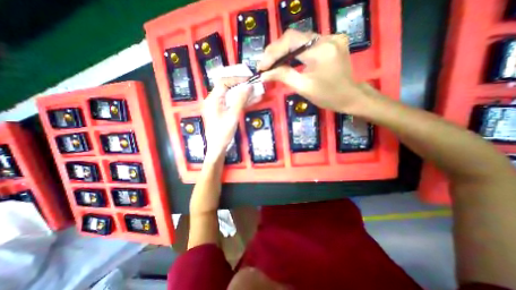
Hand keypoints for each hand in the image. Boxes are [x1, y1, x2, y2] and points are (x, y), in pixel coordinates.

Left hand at [202, 77, 249, 162]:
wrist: (217, 147)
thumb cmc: (223, 133)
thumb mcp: (233, 116)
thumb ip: (240, 100)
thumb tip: (248, 86)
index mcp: (213, 99)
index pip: (223, 82)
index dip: (236, 79)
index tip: (248, 80)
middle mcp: (213, 100)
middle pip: (227, 87)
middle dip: (241, 85)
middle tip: (253, 85)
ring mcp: (218, 106)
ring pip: (231, 95)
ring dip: (243, 93)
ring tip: (255, 92)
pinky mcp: (222, 111)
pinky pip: (232, 102)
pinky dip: (241, 101)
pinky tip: (251, 100)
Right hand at [258, 29, 375, 114]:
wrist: (350, 97)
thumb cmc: (328, 96)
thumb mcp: (304, 88)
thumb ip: (284, 76)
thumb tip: (264, 74)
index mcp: (321, 50)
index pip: (291, 41)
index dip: (272, 52)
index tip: (261, 66)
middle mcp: (327, 37)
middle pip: (294, 37)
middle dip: (276, 51)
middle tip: (264, 65)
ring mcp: (331, 37)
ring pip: (300, 40)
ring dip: (284, 51)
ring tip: (272, 63)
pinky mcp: (332, 41)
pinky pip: (308, 43)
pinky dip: (295, 51)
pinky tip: (287, 59)